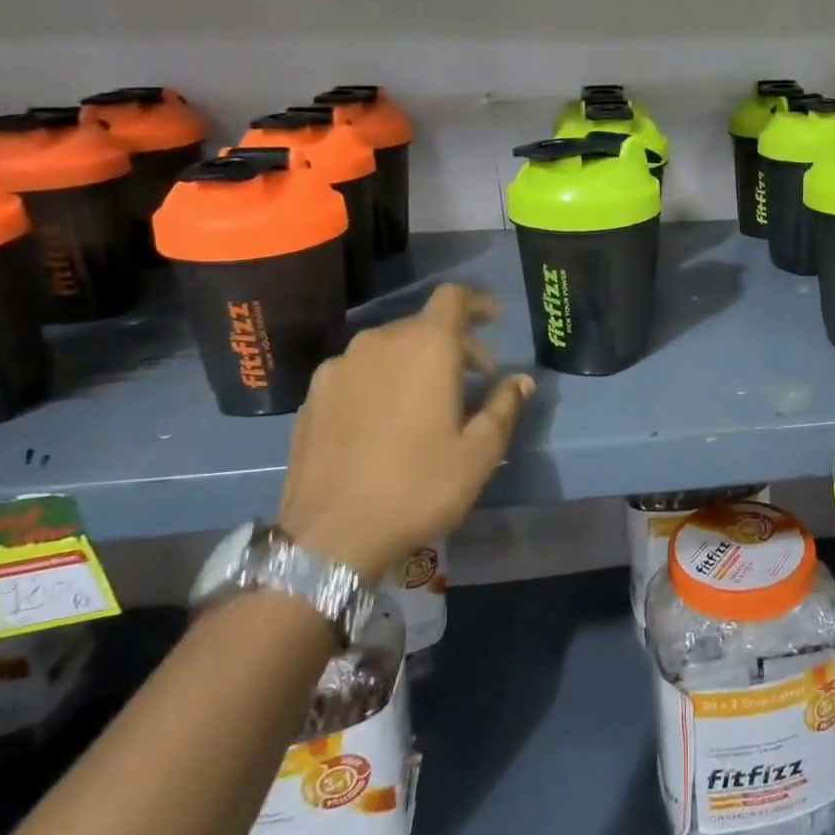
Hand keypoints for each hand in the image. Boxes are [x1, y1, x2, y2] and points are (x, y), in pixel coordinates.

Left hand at [278, 284, 532, 580]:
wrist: (330, 536)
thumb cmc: (418, 487)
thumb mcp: (479, 453)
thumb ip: (505, 406)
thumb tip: (521, 380)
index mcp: (424, 347)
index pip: (453, 298)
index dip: (478, 303)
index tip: (495, 320)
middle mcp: (378, 343)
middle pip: (423, 325)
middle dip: (454, 343)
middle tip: (475, 380)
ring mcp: (339, 368)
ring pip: (388, 348)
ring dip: (416, 363)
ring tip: (428, 403)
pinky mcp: (313, 396)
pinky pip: (358, 372)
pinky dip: (382, 381)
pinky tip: (386, 421)